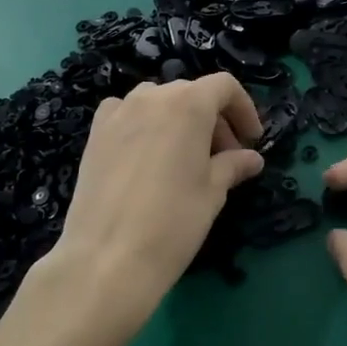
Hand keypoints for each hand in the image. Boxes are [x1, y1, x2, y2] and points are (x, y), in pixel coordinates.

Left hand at [32, 75, 264, 345]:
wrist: (107, 258)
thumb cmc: (173, 222)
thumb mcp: (213, 192)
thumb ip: (233, 165)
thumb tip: (252, 158)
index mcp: (188, 104)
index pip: (224, 87)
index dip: (244, 109)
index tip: (251, 140)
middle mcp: (152, 97)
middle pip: (191, 93)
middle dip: (214, 119)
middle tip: (225, 156)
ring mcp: (118, 113)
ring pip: (158, 102)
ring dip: (180, 120)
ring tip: (187, 157)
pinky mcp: (95, 134)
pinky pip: (126, 114)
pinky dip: (144, 124)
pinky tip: (147, 154)